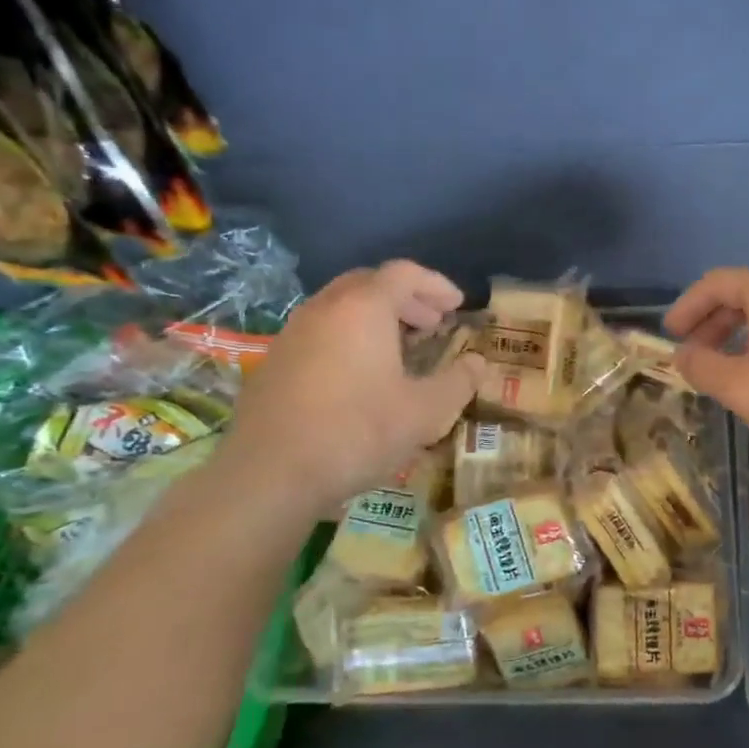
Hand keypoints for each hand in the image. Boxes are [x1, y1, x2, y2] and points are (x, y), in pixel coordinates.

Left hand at [223, 260, 481, 503]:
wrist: (270, 473)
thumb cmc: (358, 432)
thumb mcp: (425, 412)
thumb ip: (458, 382)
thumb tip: (478, 363)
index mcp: (364, 308)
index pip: (405, 273)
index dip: (436, 284)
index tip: (457, 306)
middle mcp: (325, 309)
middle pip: (369, 283)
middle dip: (406, 298)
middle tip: (432, 324)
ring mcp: (293, 333)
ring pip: (341, 307)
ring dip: (376, 317)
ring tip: (400, 349)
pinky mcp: (274, 361)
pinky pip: (321, 331)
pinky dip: (349, 337)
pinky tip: (360, 375)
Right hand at [664, 267, 748, 468]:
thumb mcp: (741, 388)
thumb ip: (703, 366)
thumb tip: (683, 354)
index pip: (716, 284)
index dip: (687, 307)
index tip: (670, 334)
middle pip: (745, 295)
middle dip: (713, 323)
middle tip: (695, 354)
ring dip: (741, 334)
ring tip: (728, 368)